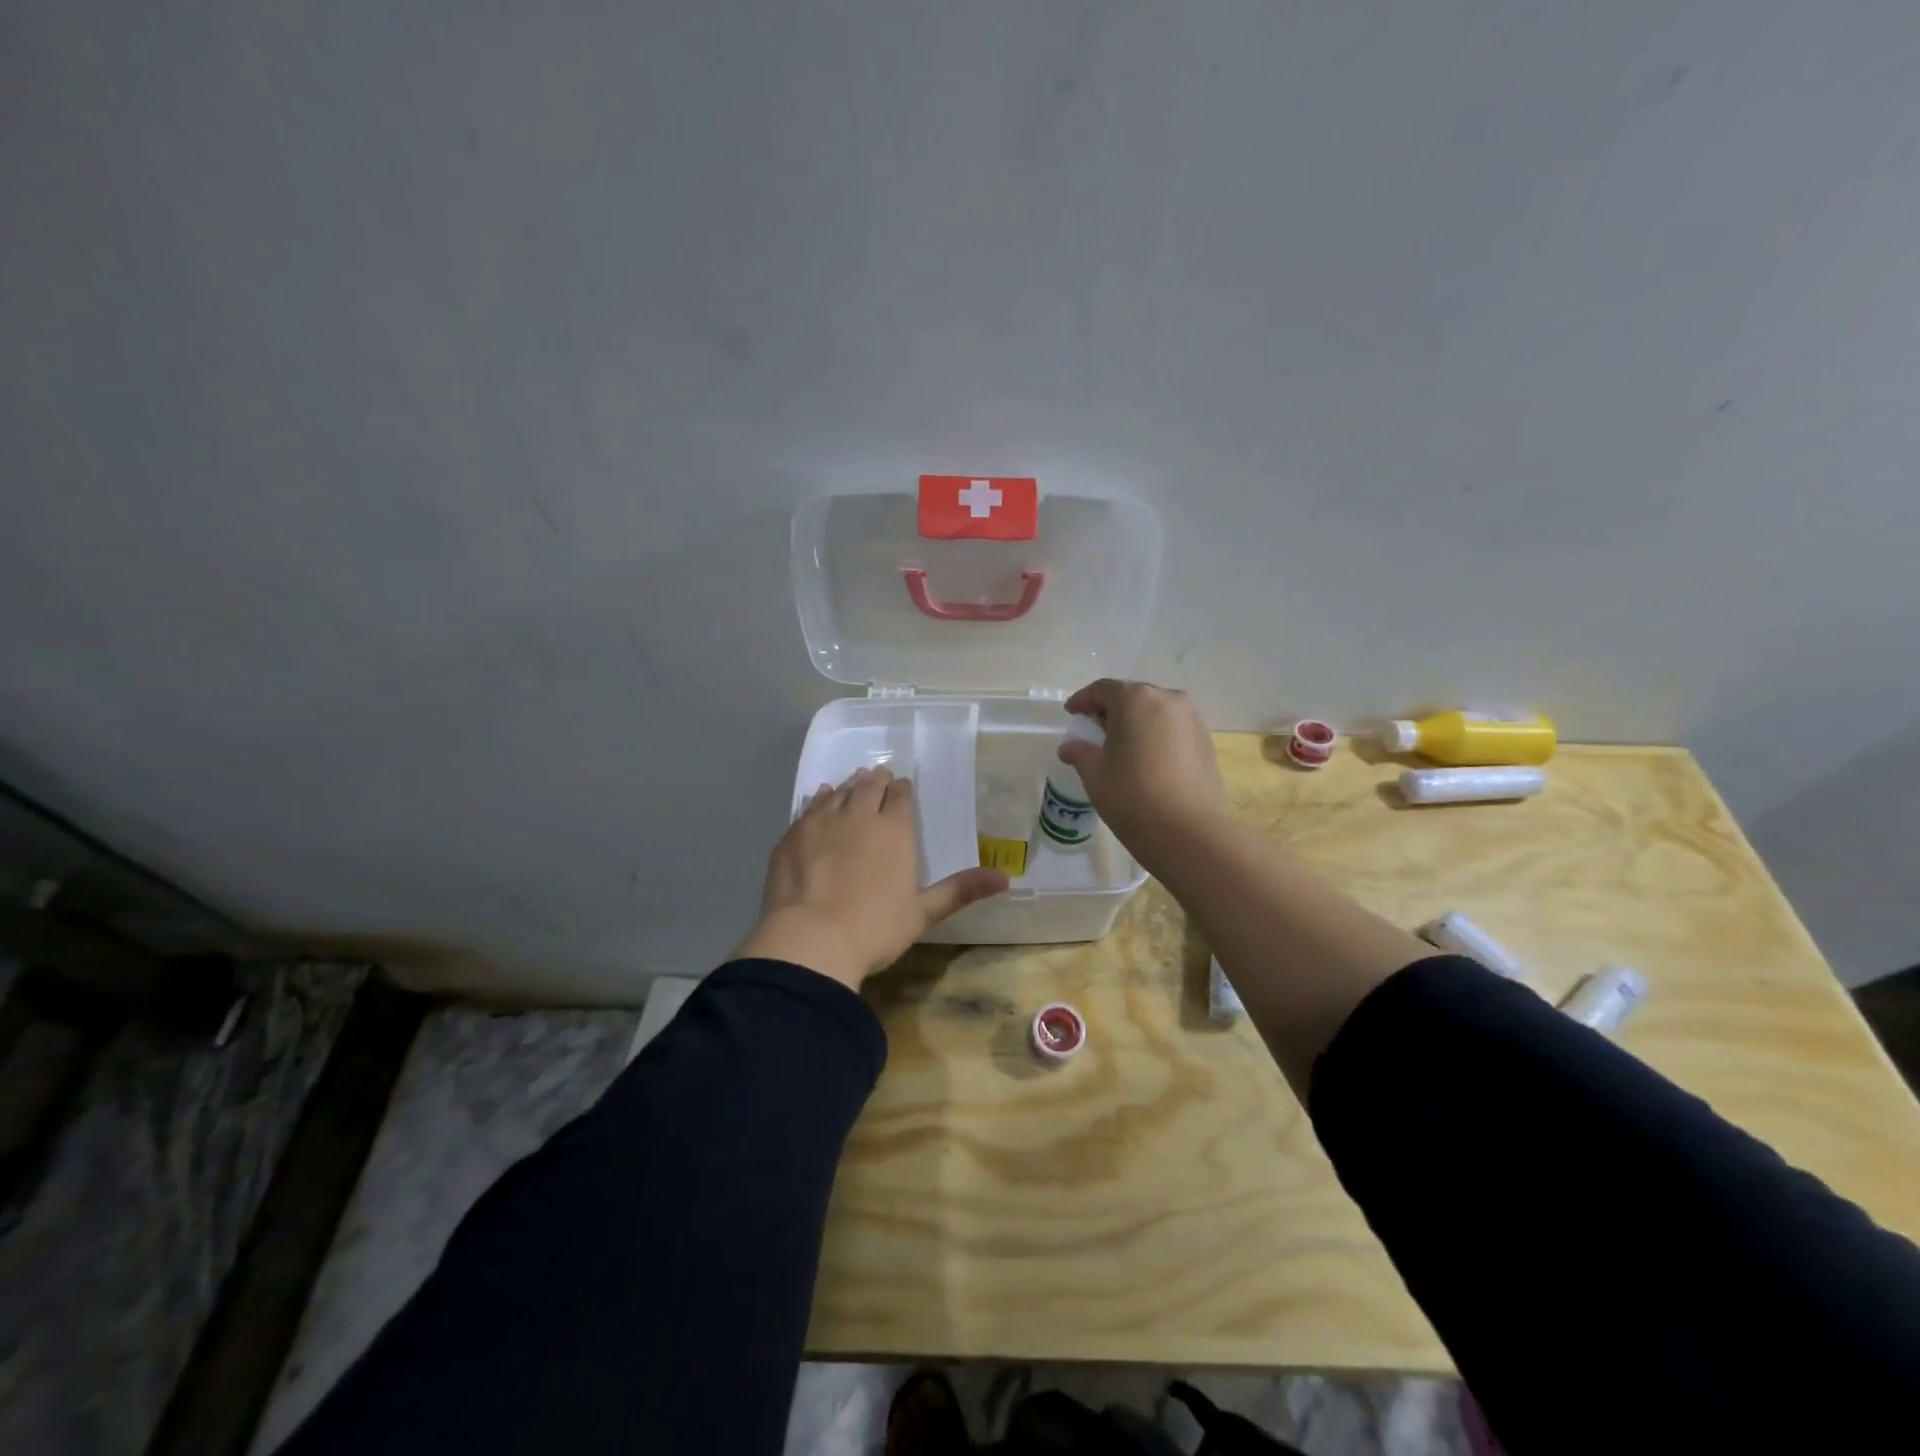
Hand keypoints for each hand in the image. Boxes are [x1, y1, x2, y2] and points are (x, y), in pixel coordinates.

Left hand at [736, 766, 1008, 989]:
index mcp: (894, 830)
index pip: (901, 797)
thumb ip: (961, 890)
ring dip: (850, 786)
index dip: (902, 790)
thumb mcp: (923, 913)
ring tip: (854, 783)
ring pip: (839, 792)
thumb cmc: (875, 929)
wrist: (810, 940)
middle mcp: (859, 815)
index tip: (902, 788)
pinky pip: (810, 806)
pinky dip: (820, 799)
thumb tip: (1006, 878)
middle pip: (869, 786)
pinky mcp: (793, 834)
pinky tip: (821, 798)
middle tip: (879, 777)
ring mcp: (822, 822)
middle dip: (877, 780)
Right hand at [1058, 679, 1228, 855]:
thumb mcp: (1095, 774)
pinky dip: (1155, 735)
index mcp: (1135, 699)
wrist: (1189, 832)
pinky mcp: (1206, 741)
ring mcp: (1191, 719)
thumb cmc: (1132, 796)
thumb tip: (1070, 747)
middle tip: (1094, 730)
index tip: (1071, 713)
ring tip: (1121, 746)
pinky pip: (1172, 728)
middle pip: (1132, 696)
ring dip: (1135, 722)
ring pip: (1155, 711)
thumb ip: (1080, 752)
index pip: (1102, 690)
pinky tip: (1146, 758)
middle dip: (1111, 710)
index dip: (1083, 700)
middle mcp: (1167, 699)